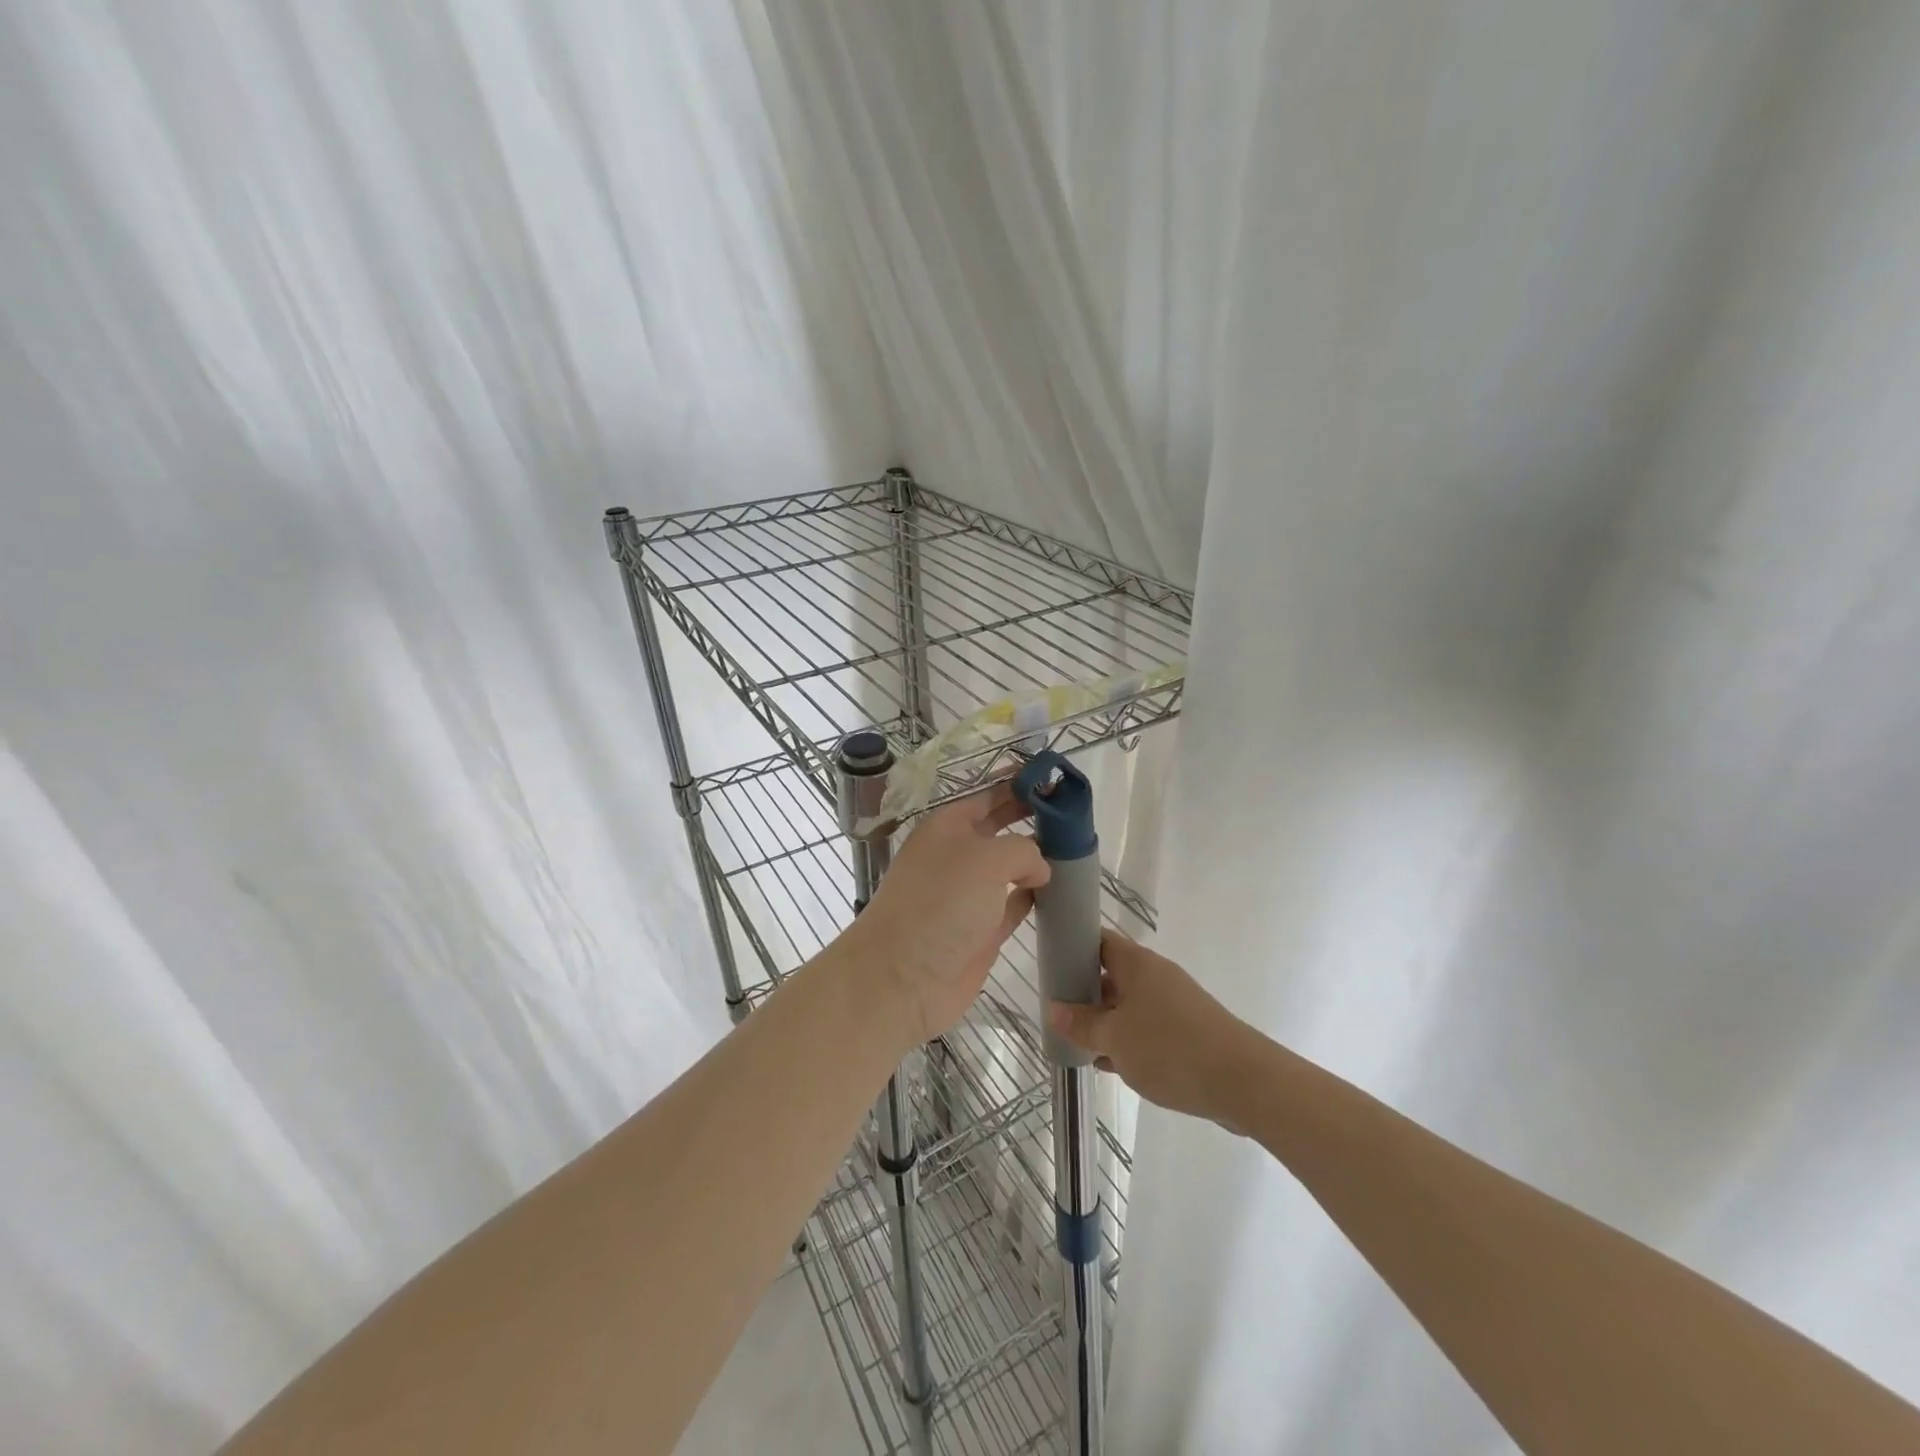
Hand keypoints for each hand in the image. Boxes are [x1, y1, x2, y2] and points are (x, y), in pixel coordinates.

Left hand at [842, 785, 1049, 1044]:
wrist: (902, 978)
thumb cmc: (940, 904)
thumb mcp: (985, 859)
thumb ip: (1023, 850)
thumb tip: (1039, 867)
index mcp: (948, 826)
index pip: (988, 793)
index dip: (1020, 784)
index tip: (1056, 779)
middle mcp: (957, 854)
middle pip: (1000, 826)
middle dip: (1032, 817)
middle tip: (1074, 813)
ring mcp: (969, 894)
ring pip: (1010, 866)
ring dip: (1038, 858)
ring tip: (1077, 848)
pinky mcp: (981, 930)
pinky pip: (1014, 904)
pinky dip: (1034, 896)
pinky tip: (1059, 890)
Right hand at [1047, 931, 1255, 1126]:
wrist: (1243, 1081)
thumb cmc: (1170, 1048)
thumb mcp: (1114, 1038)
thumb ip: (1081, 1024)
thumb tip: (1053, 1009)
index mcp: (1136, 964)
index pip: (1097, 941)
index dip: (1072, 949)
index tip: (1048, 967)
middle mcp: (1156, 975)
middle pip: (1111, 974)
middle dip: (1084, 993)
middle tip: (1056, 1013)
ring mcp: (1174, 1003)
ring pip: (1128, 1004)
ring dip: (1104, 1021)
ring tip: (1076, 1042)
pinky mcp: (1188, 1030)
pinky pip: (1147, 1027)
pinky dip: (1127, 1040)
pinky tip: (1109, 1064)